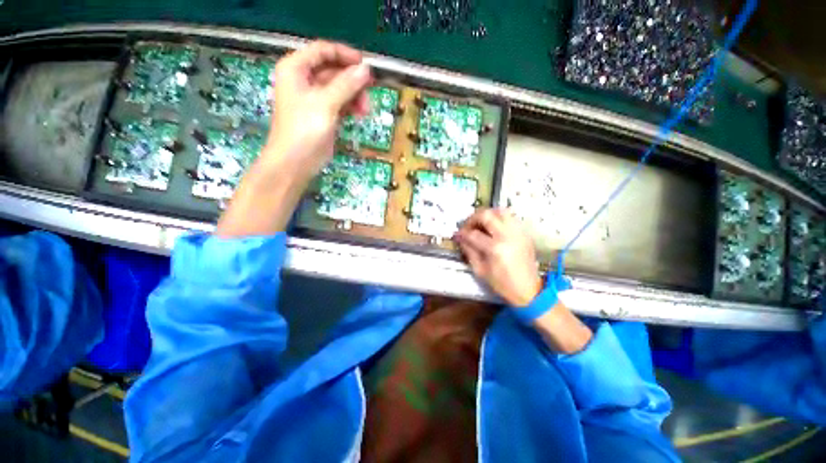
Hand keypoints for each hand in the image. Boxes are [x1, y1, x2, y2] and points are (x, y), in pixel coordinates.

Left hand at [263, 40, 371, 180]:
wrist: (296, 162)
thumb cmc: (304, 129)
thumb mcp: (325, 103)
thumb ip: (346, 85)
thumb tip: (366, 70)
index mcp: (296, 68)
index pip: (322, 50)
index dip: (344, 55)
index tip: (365, 65)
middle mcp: (304, 80)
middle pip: (333, 70)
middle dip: (352, 80)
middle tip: (370, 90)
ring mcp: (314, 99)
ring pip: (339, 88)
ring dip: (354, 96)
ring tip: (365, 109)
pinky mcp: (324, 114)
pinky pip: (340, 103)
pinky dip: (351, 106)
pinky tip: (360, 114)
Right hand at [454, 209, 542, 306]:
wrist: (529, 291)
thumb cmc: (502, 284)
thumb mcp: (480, 270)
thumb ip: (469, 251)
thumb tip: (460, 238)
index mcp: (495, 248)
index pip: (473, 233)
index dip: (462, 233)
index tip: (457, 235)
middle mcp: (508, 235)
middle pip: (487, 215)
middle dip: (473, 218)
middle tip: (468, 226)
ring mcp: (519, 232)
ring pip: (501, 211)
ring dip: (487, 214)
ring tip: (480, 224)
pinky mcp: (525, 233)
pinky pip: (511, 217)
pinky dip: (499, 218)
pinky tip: (494, 227)